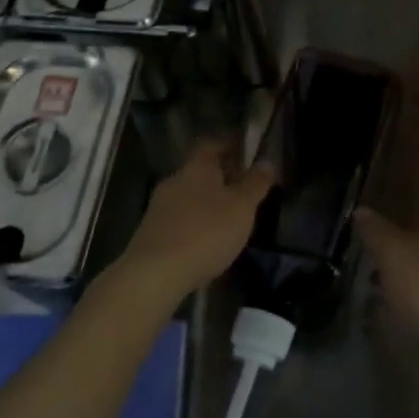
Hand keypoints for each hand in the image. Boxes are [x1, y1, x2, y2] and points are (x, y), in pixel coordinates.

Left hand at [116, 139, 274, 301]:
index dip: (228, 144)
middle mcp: (175, 180)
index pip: (211, 144)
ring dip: (206, 202)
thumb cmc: (206, 232)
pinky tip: (206, 241)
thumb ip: (255, 183)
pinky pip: (179, 219)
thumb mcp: (241, 207)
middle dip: (220, 177)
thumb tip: (267, 161)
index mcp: (197, 168)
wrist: (156, 272)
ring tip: (228, 218)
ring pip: (188, 196)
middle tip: (242, 188)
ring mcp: (159, 207)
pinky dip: (194, 223)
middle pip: (199, 171)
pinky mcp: (151, 233)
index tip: (245, 150)